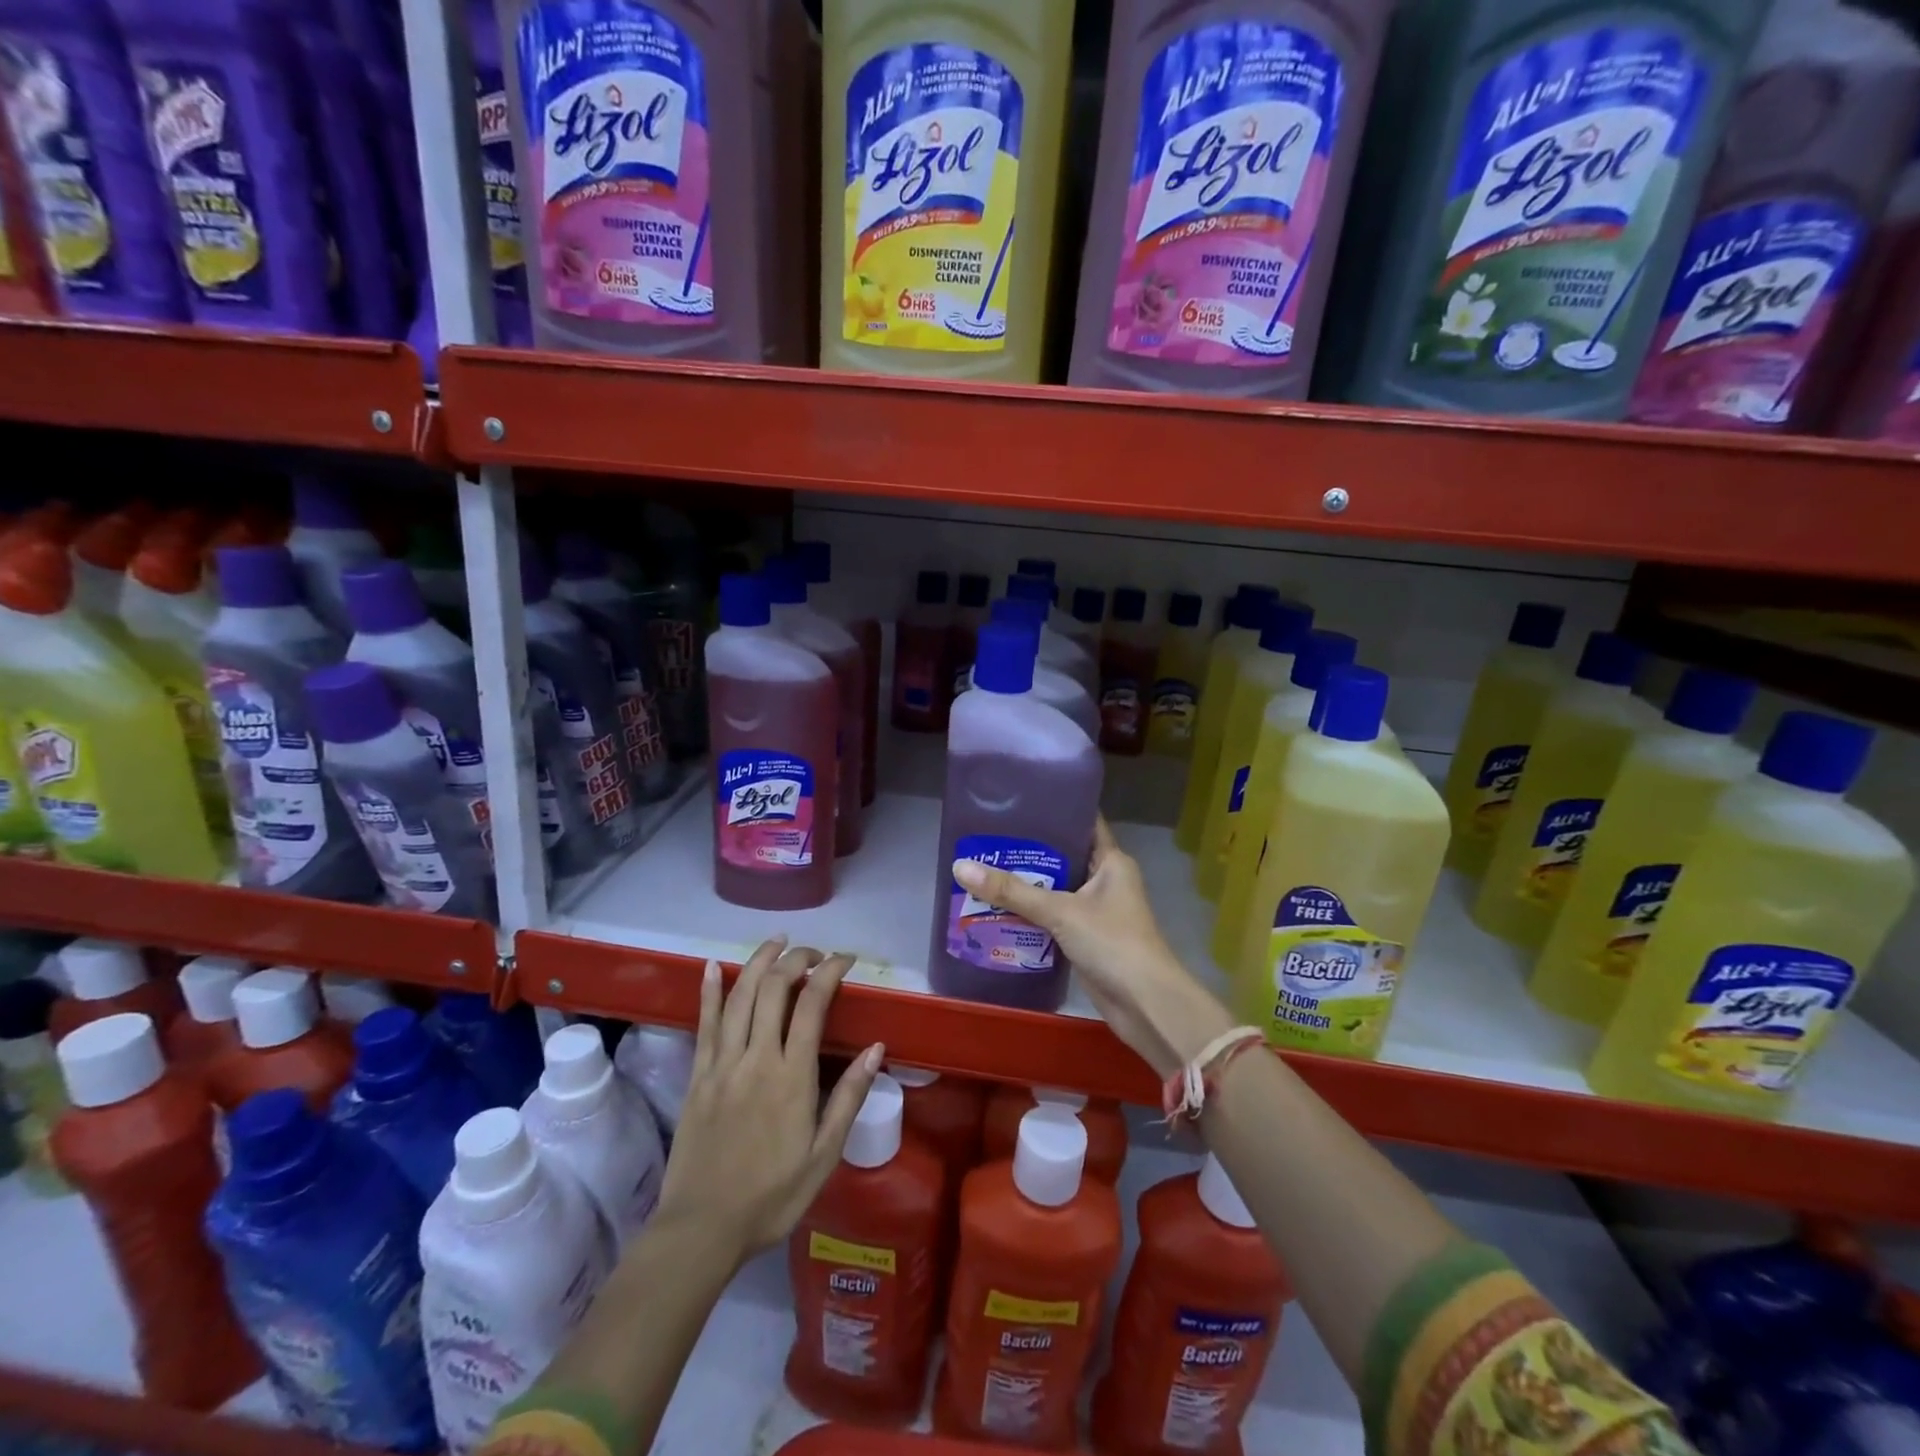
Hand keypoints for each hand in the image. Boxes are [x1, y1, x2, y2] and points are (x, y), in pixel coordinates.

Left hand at [654, 937, 882, 1262]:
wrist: (701, 1230)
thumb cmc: (771, 1196)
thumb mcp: (823, 1155)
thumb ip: (848, 1097)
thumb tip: (876, 1048)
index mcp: (791, 1075)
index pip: (813, 1003)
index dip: (830, 971)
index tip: (846, 959)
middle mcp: (756, 1057)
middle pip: (775, 987)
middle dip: (797, 959)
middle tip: (815, 953)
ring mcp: (722, 1063)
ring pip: (739, 995)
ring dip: (759, 961)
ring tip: (778, 942)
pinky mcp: (697, 1075)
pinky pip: (704, 1023)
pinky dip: (709, 990)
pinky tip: (711, 966)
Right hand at [952, 819, 1233, 1078]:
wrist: (1145, 1004)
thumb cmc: (1111, 942)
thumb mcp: (1059, 911)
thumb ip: (1011, 891)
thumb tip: (960, 866)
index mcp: (1111, 862)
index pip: (1083, 823)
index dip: (1055, 809)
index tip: (1018, 800)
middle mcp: (1106, 881)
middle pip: (1063, 857)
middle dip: (1028, 851)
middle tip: (987, 838)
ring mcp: (1097, 911)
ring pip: (1056, 889)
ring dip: (1026, 885)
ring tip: (984, 868)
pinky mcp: (1086, 938)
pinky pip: (1054, 917)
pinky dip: (1031, 914)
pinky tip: (998, 909)